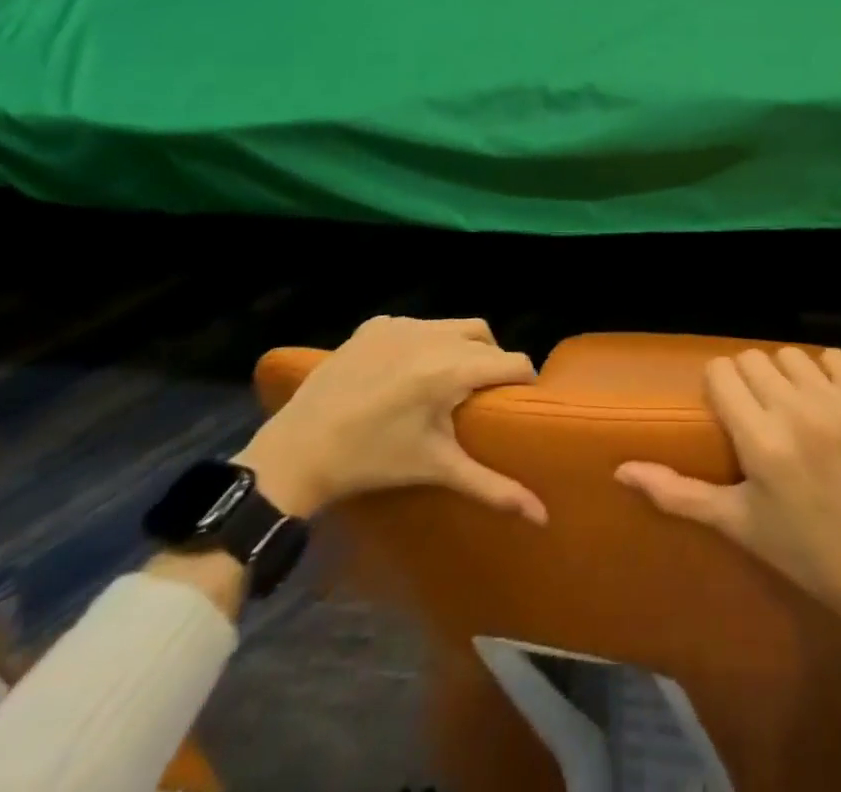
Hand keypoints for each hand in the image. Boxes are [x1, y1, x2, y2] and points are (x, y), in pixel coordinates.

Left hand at [234, 316, 544, 523]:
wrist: (297, 451)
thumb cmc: (373, 462)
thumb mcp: (437, 469)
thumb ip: (493, 488)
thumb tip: (542, 516)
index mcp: (453, 368)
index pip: (512, 362)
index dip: (522, 382)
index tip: (517, 403)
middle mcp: (433, 335)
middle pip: (486, 337)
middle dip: (493, 361)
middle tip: (482, 395)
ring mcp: (402, 325)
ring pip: (454, 325)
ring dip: (462, 347)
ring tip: (448, 381)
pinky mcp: (375, 325)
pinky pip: (417, 325)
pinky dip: (424, 342)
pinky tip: (407, 372)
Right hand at [615, 346, 840, 618]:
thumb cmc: (803, 550)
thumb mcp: (737, 523)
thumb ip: (678, 493)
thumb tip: (620, 470)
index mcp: (761, 442)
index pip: (723, 372)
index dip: (719, 385)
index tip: (727, 406)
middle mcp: (799, 413)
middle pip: (754, 359)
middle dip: (750, 381)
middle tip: (761, 413)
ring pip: (793, 356)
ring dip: (787, 376)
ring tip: (795, 409)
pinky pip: (835, 359)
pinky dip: (827, 375)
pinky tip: (830, 406)